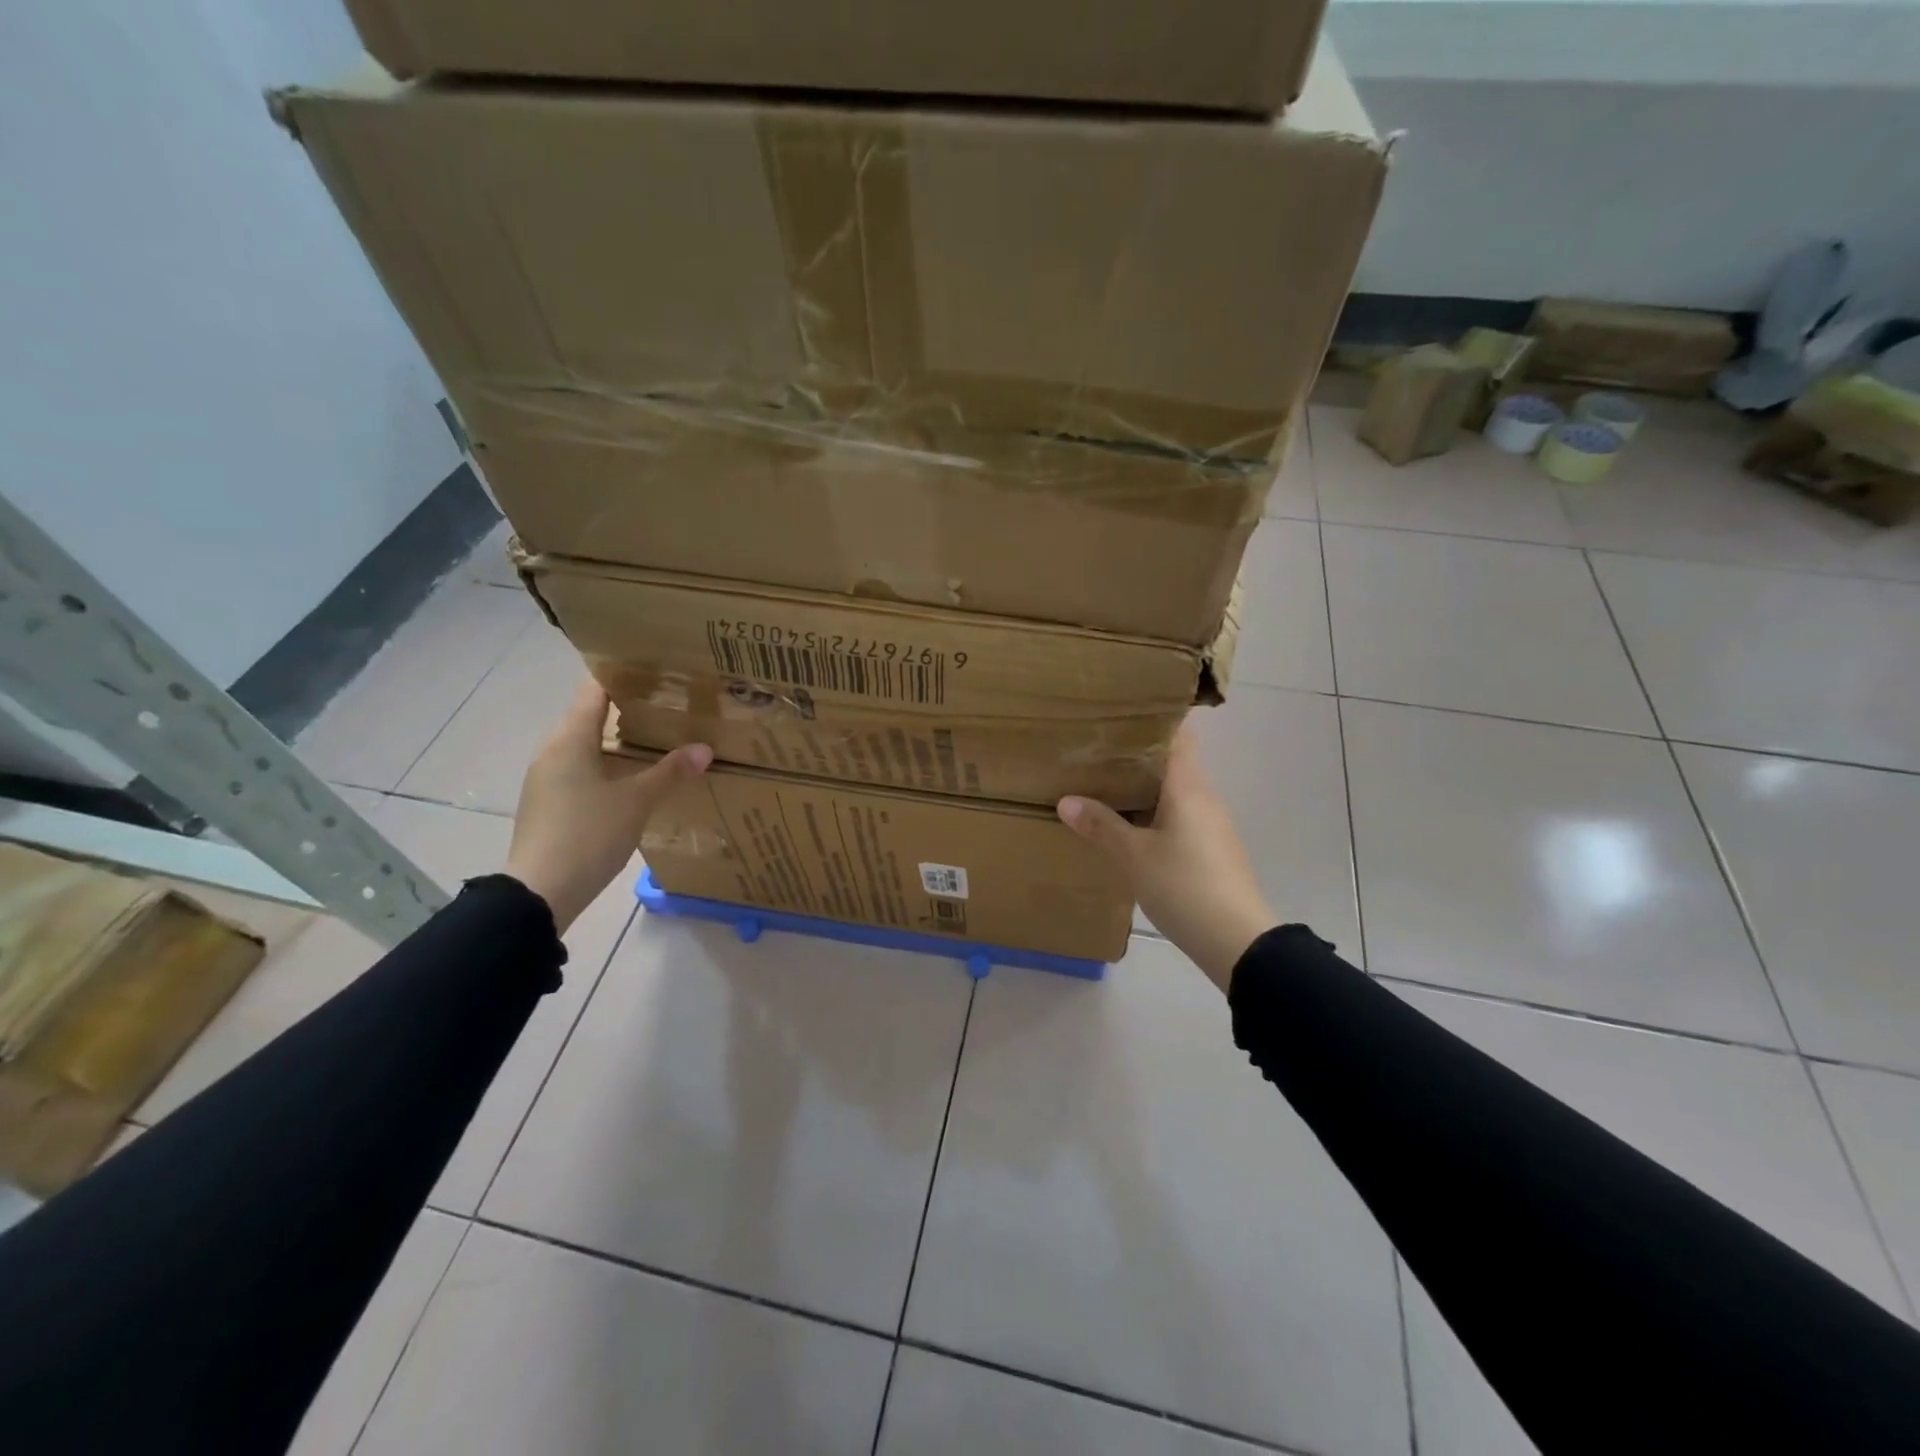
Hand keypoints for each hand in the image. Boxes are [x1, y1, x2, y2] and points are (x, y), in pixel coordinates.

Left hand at [505, 680, 712, 930]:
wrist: (539, 892)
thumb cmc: (587, 834)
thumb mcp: (636, 801)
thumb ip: (670, 772)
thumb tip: (705, 748)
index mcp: (570, 739)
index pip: (594, 690)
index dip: (622, 675)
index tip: (655, 669)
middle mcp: (553, 751)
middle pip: (590, 716)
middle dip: (628, 709)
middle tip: (670, 705)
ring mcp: (547, 778)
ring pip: (587, 746)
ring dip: (619, 741)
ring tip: (660, 739)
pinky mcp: (550, 804)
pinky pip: (582, 770)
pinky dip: (609, 765)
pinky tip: (634, 778)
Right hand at [1058, 725, 1272, 993]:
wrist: (1236, 940)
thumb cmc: (1184, 885)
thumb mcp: (1133, 856)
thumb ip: (1100, 825)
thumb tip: (1066, 800)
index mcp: (1188, 786)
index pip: (1178, 735)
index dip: (1153, 721)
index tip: (1119, 716)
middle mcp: (1204, 797)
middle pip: (1173, 762)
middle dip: (1138, 756)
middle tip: (1097, 752)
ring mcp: (1212, 824)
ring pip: (1175, 792)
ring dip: (1145, 788)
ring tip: (1105, 786)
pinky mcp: (1212, 849)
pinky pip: (1180, 817)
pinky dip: (1155, 813)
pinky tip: (1130, 827)